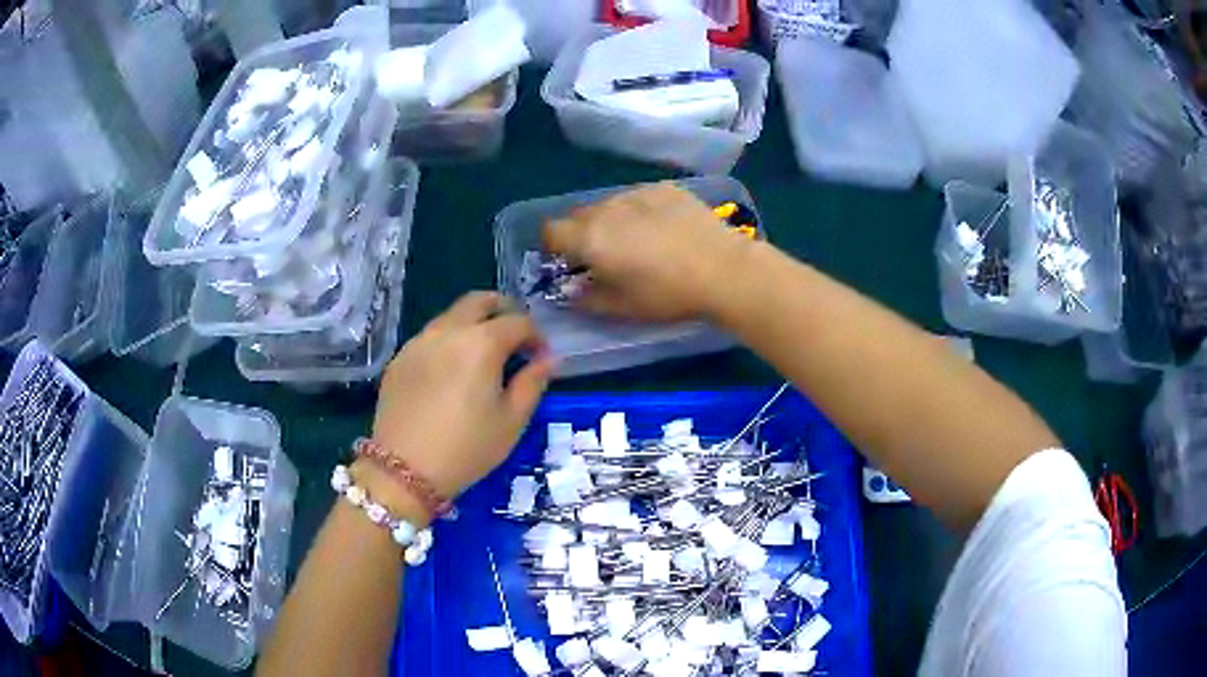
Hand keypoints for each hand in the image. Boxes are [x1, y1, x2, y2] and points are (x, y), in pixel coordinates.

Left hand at [370, 292, 554, 501]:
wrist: (403, 471)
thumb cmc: (467, 448)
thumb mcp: (512, 421)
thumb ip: (533, 382)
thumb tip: (548, 359)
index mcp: (481, 343)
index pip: (518, 322)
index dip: (536, 336)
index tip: (541, 358)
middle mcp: (448, 331)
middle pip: (479, 301)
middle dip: (502, 311)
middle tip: (513, 338)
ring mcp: (418, 342)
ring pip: (451, 316)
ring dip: (472, 324)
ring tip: (481, 356)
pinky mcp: (399, 358)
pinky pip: (429, 337)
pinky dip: (447, 341)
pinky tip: (450, 373)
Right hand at [542, 182, 756, 322]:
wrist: (723, 269)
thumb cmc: (668, 294)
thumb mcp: (623, 308)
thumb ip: (587, 299)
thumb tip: (573, 292)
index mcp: (590, 238)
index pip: (551, 231)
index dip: (555, 247)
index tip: (570, 262)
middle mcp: (607, 208)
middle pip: (579, 215)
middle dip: (584, 234)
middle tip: (607, 256)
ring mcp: (637, 193)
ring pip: (610, 204)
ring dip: (613, 220)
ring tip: (641, 241)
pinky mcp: (665, 188)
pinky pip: (639, 197)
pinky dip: (641, 211)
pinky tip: (665, 228)